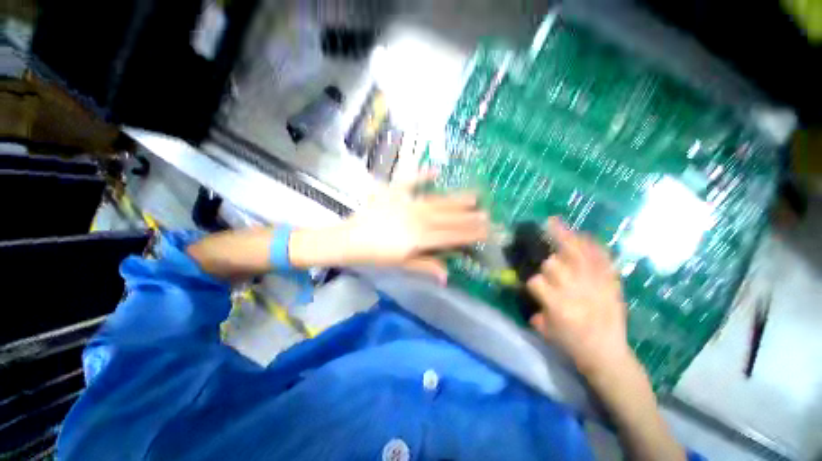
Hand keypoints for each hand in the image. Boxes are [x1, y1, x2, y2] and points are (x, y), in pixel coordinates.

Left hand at [339, 178, 488, 281]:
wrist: (349, 239)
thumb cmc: (375, 255)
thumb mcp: (402, 264)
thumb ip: (426, 266)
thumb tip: (447, 276)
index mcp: (421, 238)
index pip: (452, 235)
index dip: (471, 233)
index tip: (487, 230)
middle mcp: (419, 219)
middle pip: (449, 218)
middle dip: (470, 217)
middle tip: (487, 213)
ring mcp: (407, 203)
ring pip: (438, 201)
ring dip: (456, 199)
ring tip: (474, 195)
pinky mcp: (394, 193)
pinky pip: (410, 182)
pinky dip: (422, 175)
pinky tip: (435, 170)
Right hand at [526, 217, 631, 376]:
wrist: (608, 354)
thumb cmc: (572, 345)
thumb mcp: (545, 330)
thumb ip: (534, 308)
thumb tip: (529, 289)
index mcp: (557, 306)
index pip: (536, 282)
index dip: (533, 281)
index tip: (534, 283)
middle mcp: (575, 292)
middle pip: (553, 264)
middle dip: (548, 262)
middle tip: (548, 258)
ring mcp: (595, 285)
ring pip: (575, 254)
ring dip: (563, 238)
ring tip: (554, 223)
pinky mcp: (611, 283)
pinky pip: (601, 257)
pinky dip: (591, 244)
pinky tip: (581, 233)